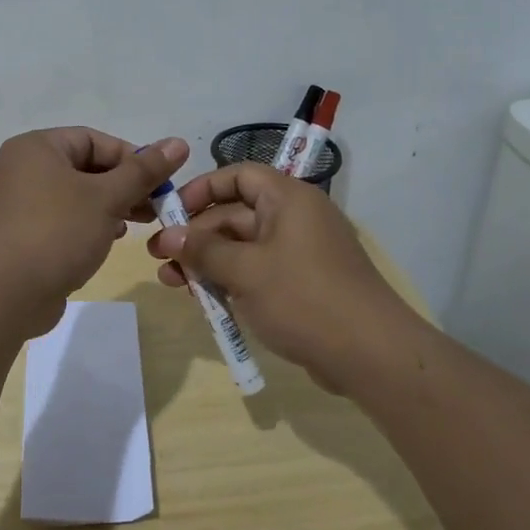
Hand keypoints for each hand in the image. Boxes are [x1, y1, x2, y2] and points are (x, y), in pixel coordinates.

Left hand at [0, 129, 188, 335]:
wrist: (2, 295)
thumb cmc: (57, 233)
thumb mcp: (107, 198)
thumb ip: (143, 171)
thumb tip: (178, 143)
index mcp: (37, 147)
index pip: (94, 139)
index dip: (132, 158)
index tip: (160, 183)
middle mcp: (23, 169)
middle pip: (86, 167)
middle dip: (124, 186)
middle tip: (155, 207)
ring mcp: (19, 204)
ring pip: (76, 196)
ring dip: (110, 207)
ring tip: (137, 225)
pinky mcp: (21, 235)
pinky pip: (62, 219)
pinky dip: (88, 225)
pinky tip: (107, 241)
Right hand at [146, 163, 421, 390]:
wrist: (370, 354)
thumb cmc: (304, 298)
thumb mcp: (246, 271)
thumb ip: (204, 250)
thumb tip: (169, 235)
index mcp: (287, 199)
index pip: (239, 175)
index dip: (202, 189)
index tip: (171, 213)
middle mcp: (294, 218)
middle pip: (235, 214)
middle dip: (196, 235)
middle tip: (159, 258)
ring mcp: (299, 253)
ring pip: (243, 247)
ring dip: (207, 261)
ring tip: (172, 282)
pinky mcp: (301, 285)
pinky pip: (257, 272)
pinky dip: (230, 281)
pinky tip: (203, 300)